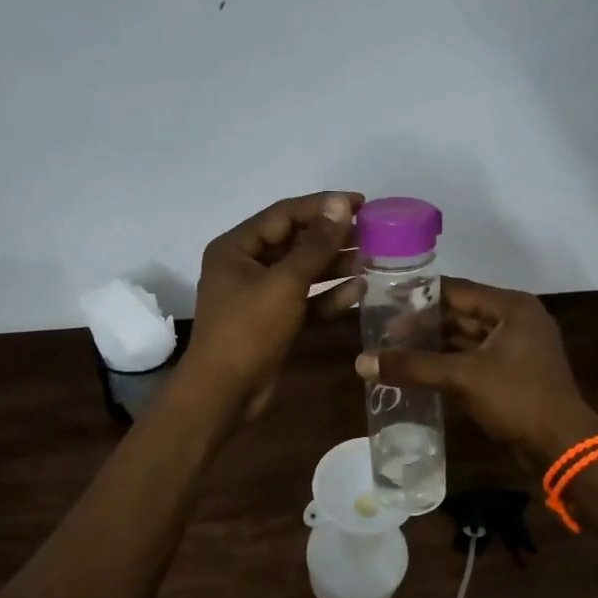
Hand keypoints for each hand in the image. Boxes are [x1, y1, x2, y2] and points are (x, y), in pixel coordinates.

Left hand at [182, 192, 365, 420]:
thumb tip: (341, 205)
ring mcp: (259, 296)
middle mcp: (245, 266)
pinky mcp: (273, 322)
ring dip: (334, 266)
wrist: (224, 393)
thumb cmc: (248, 330)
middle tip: (372, 234)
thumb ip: (316, 245)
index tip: (361, 203)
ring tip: (372, 260)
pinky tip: (359, 292)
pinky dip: (328, 296)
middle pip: (294, 241)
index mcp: (236, 248)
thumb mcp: (285, 283)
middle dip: (332, 238)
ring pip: (302, 272)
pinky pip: (304, 300)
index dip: (323, 206)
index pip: (284, 214)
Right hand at [355, 278, 597, 463]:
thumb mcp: (462, 378)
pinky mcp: (513, 372)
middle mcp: (516, 320)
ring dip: (434, 344)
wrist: (561, 446)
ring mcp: (517, 347)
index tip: (385, 300)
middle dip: (424, 323)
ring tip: (395, 350)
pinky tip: (420, 371)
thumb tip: (362, 361)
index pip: (456, 290)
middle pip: (460, 313)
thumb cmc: (517, 399)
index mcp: (512, 308)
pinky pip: (473, 358)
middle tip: (384, 332)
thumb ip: (413, 366)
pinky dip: (449, 362)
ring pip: (466, 337)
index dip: (419, 295)